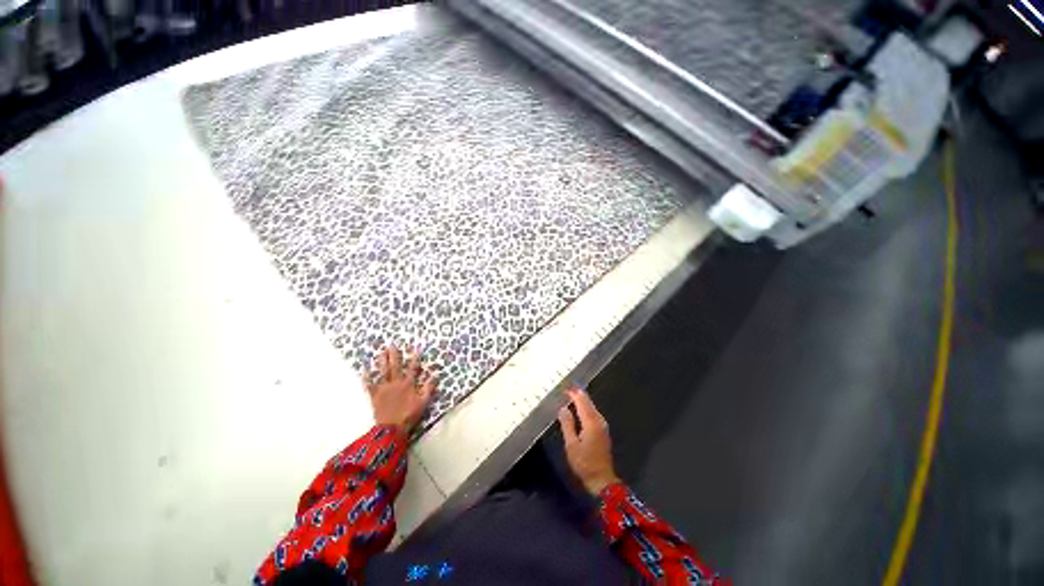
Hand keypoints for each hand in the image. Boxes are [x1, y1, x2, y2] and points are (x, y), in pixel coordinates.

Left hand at [361, 346, 438, 434]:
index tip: (416, 349)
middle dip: (394, 355)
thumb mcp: (423, 402)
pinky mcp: (375, 396)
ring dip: (382, 361)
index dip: (415, 359)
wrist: (391, 429)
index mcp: (408, 384)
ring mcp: (384, 389)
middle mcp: (396, 383)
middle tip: (392, 345)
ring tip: (381, 352)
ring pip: (383, 372)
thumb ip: (429, 388)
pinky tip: (364, 370)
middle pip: (395, 367)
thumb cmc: (409, 415)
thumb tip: (436, 375)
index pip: (413, 368)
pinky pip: (370, 385)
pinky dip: (367, 378)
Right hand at [558, 388, 620, 494]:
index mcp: (591, 422)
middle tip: (567, 387)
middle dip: (578, 394)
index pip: (582, 402)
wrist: (602, 480)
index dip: (573, 393)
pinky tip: (579, 408)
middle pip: (588, 402)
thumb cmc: (584, 463)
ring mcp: (602, 425)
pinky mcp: (603, 430)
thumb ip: (567, 424)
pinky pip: (593, 413)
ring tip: (571, 395)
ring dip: (582, 400)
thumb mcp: (571, 445)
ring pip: (591, 407)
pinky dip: (585, 407)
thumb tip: (563, 408)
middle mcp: (599, 420)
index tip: (564, 387)